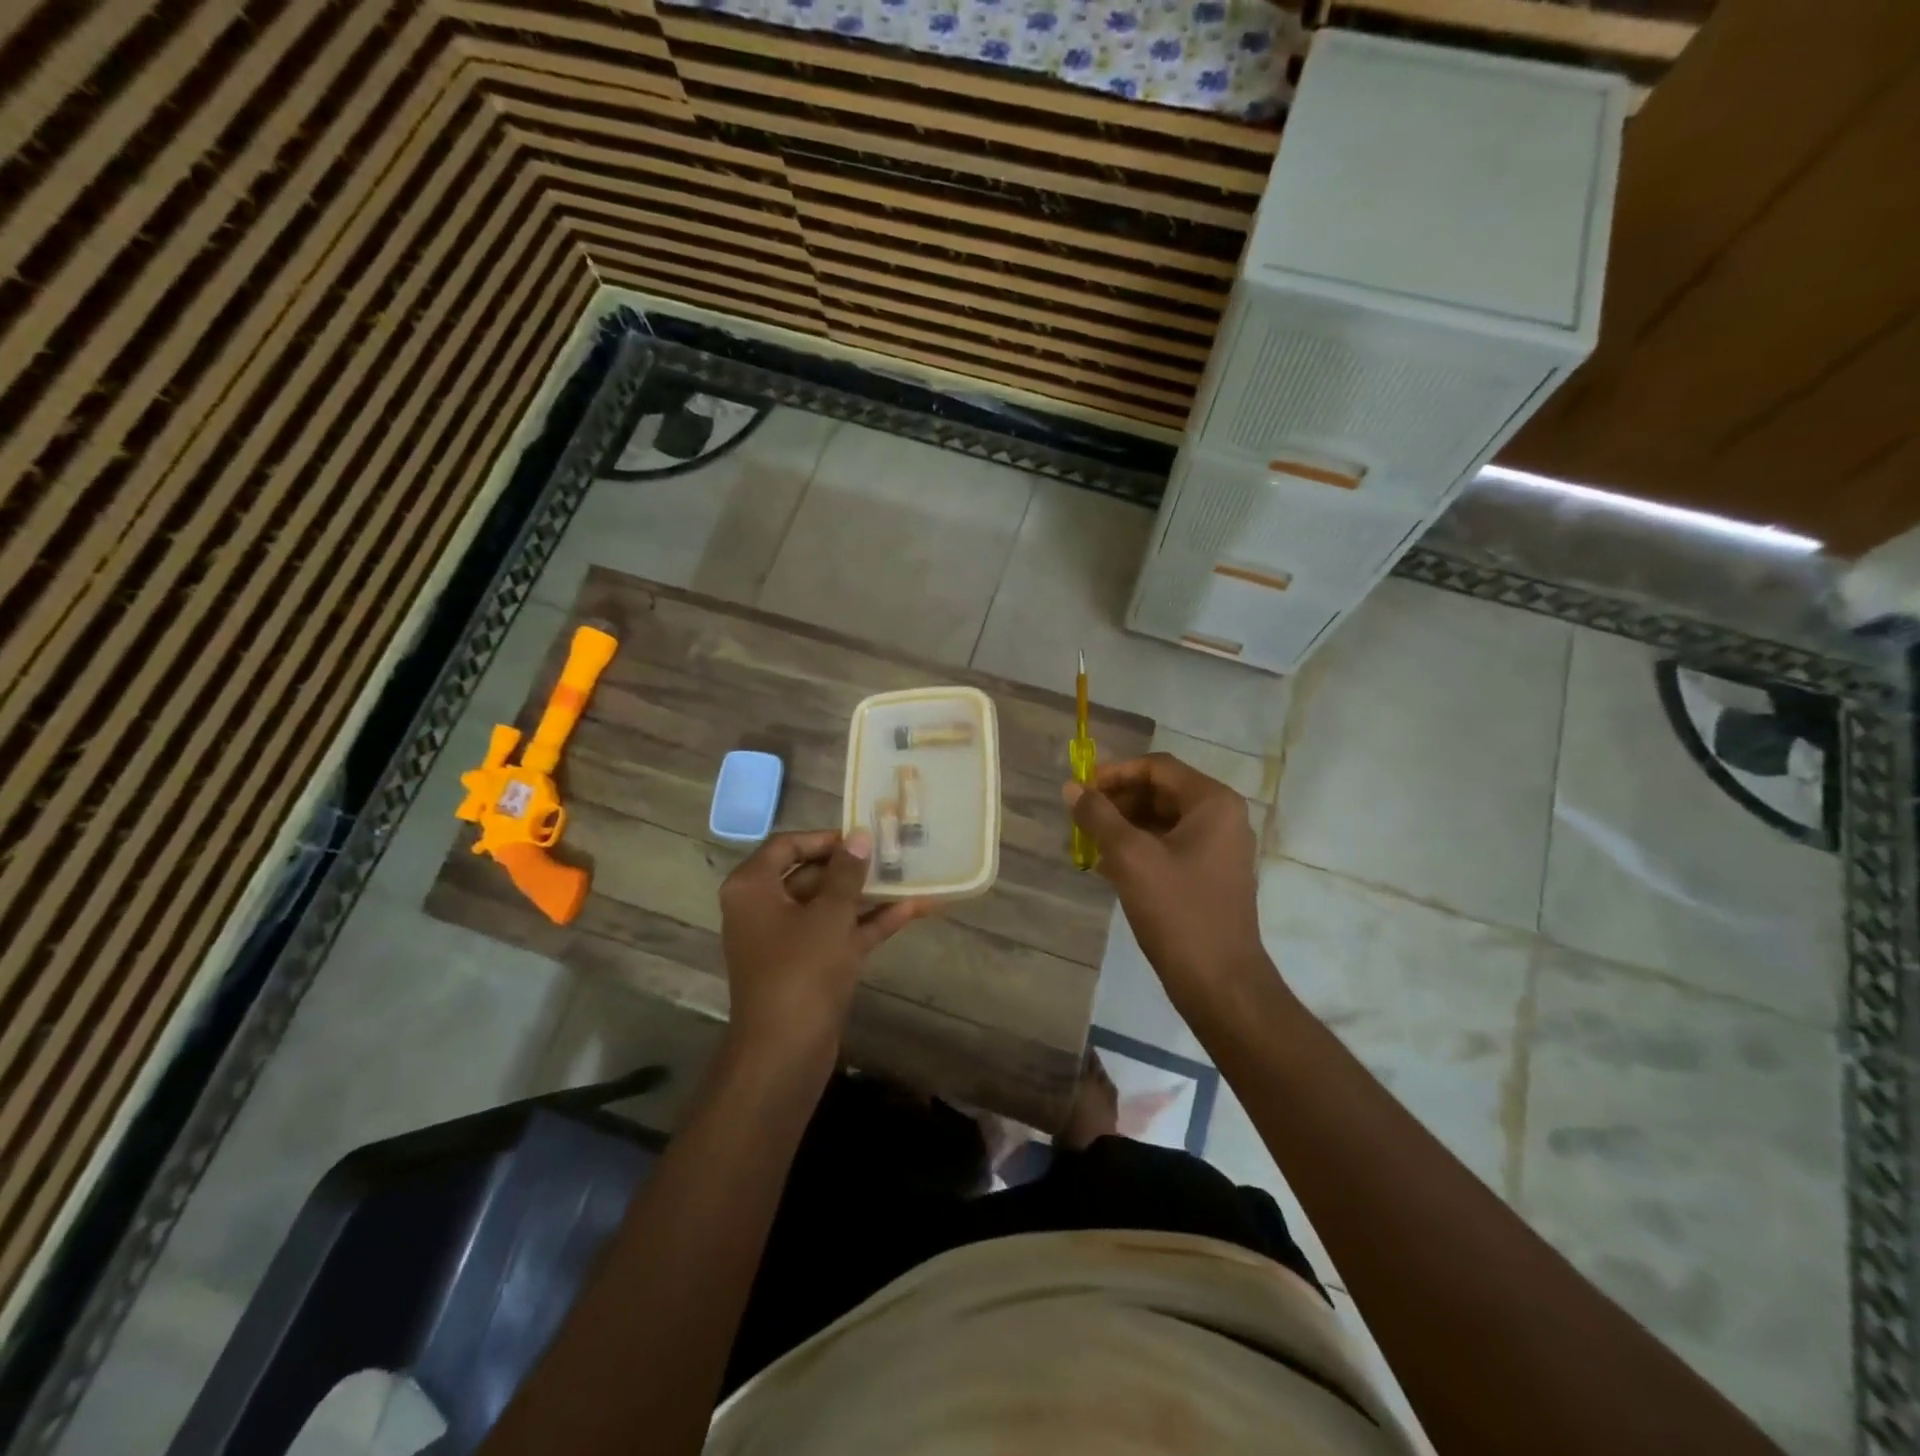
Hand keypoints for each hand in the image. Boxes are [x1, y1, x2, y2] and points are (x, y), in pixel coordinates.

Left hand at [717, 829, 930, 1066]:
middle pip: (810, 873)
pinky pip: (839, 933)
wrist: (786, 1050)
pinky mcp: (809, 966)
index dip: (824, 838)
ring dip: (866, 894)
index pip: (787, 845)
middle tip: (893, 852)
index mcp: (753, 888)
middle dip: (852, 865)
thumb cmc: (801, 969)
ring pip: (829, 905)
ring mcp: (787, 940)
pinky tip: (912, 909)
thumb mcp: (829, 913)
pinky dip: (869, 923)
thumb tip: (859, 836)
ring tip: (909, 875)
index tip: (862, 836)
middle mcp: (764, 909)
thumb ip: (847, 872)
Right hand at [1065, 753, 1271, 1014]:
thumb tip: (1071, 788)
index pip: (1157, 767)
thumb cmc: (1178, 911)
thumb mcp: (1130, 857)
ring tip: (1087, 842)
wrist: (1220, 982)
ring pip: (1162, 821)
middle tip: (1080, 817)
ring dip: (1123, 826)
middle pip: (1161, 791)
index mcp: (1212, 803)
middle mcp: (1222, 818)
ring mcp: (1219, 848)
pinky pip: (1169, 846)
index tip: (1080, 789)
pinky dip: (1138, 848)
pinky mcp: (1210, 875)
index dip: (1115, 773)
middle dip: (1118, 801)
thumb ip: (1098, 816)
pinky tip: (1106, 865)